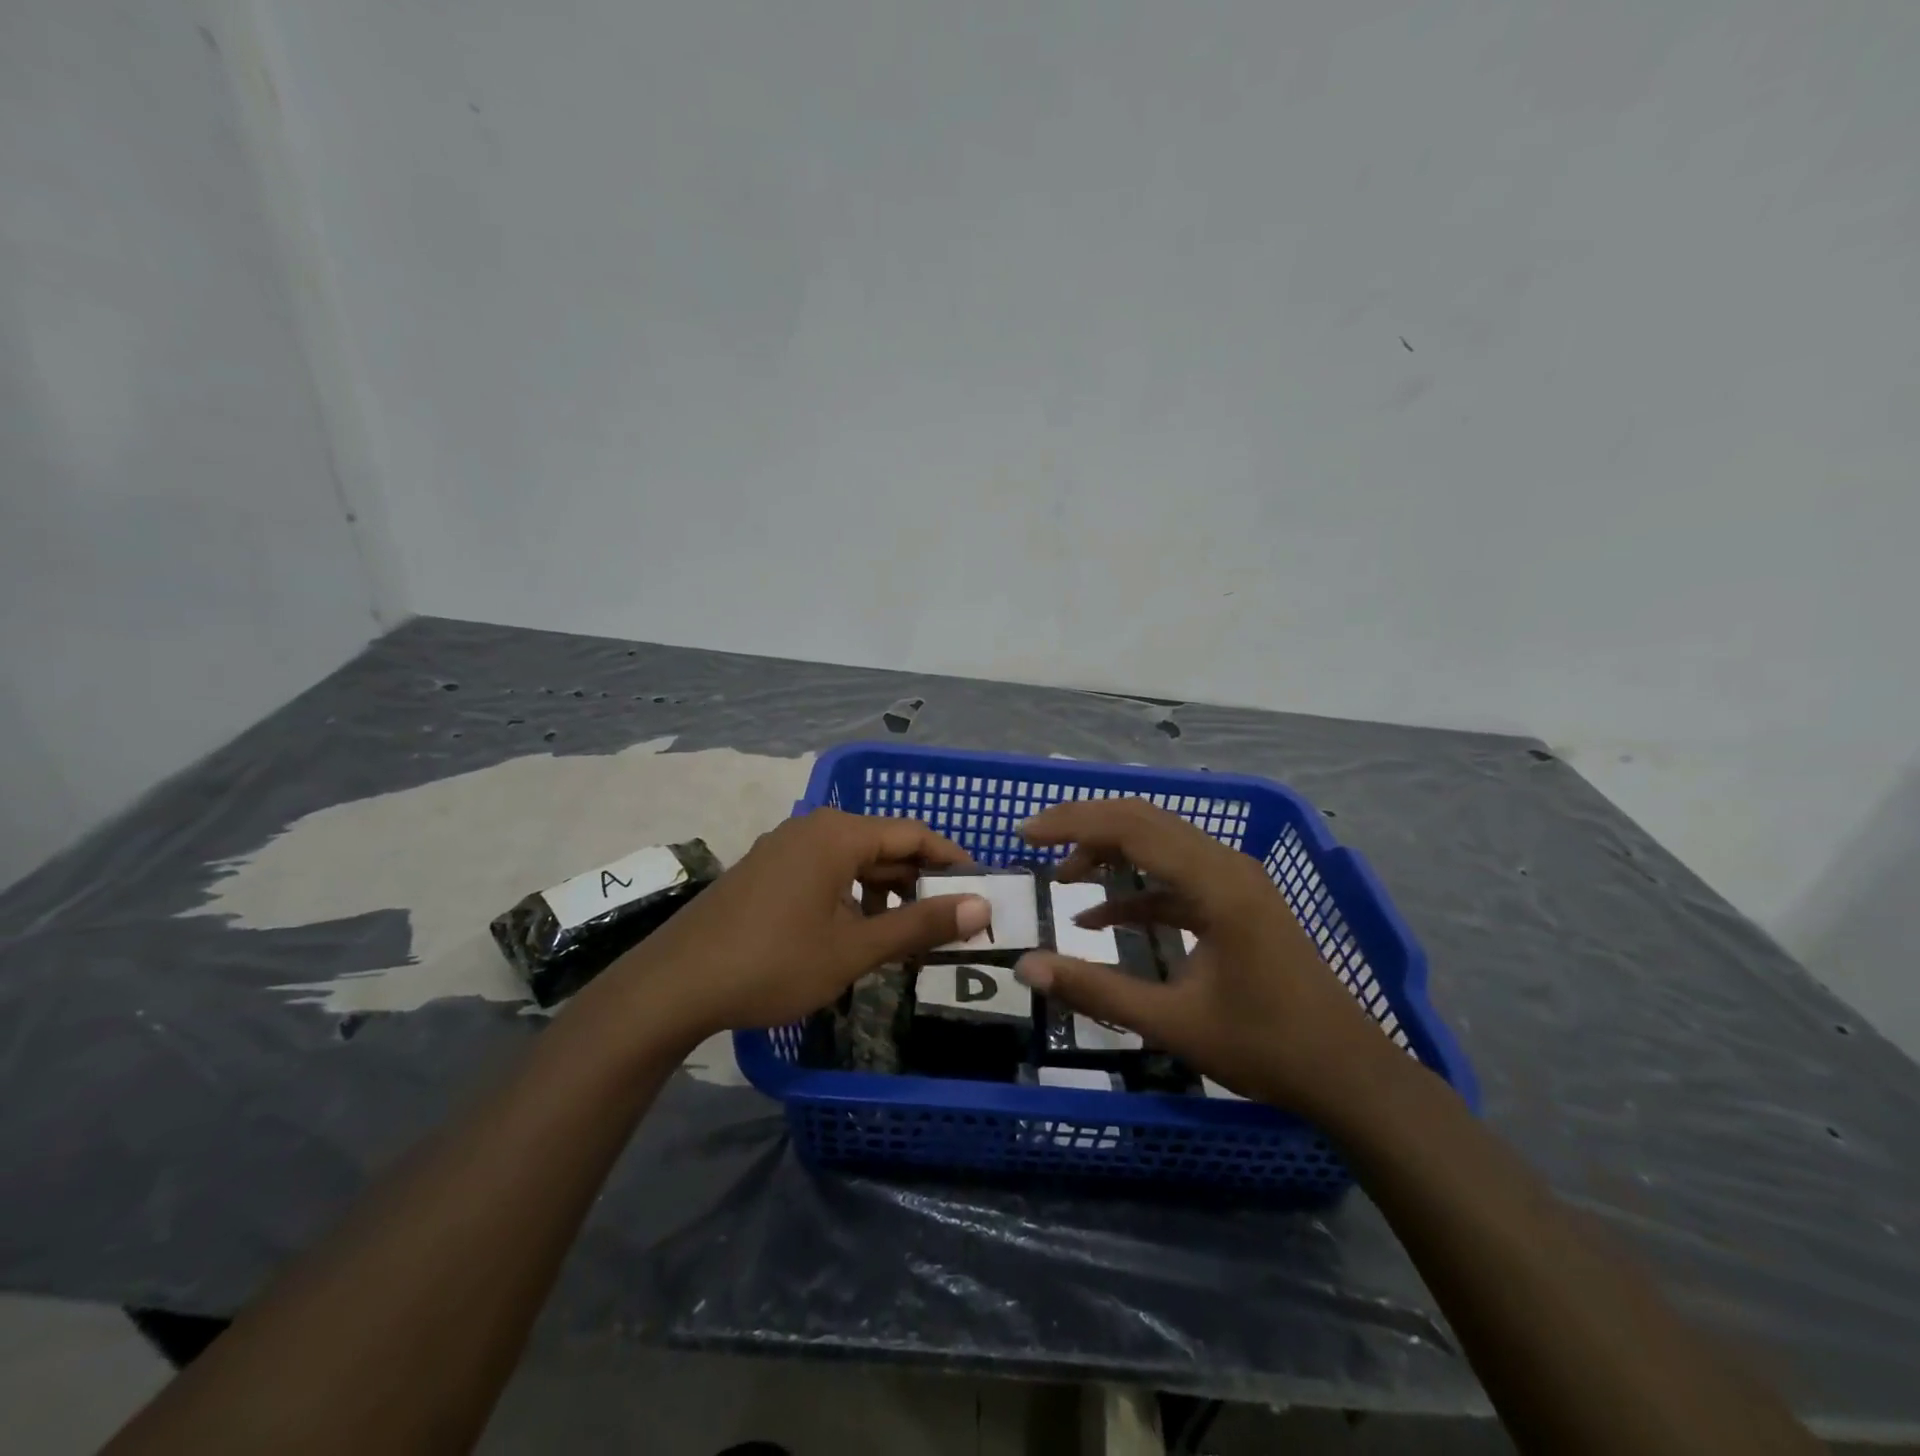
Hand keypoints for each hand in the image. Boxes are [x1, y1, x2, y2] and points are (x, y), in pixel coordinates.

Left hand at [611, 807, 987, 1041]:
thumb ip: (920, 924)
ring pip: (854, 861)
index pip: (914, 834)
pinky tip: (857, 934)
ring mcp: (785, 847)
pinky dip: (852, 896)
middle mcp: (813, 828)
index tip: (980, 892)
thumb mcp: (854, 948)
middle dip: (919, 882)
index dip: (952, 861)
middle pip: (884, 844)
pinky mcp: (767, 870)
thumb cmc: (773, 963)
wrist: (674, 985)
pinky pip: (826, 872)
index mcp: (838, 834)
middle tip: (949, 923)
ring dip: (885, 894)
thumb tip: (981, 907)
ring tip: (907, 936)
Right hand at [1014, 798, 1397, 1119]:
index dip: (1072, 823)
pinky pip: (1176, 877)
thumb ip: (1095, 990)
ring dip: (1109, 852)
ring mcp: (1236, 881)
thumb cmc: (1264, 1046)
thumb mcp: (1172, 1022)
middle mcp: (1226, 865)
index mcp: (1215, 883)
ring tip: (1062, 876)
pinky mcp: (1237, 901)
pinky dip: (1136, 889)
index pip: (1130, 828)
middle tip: (1035, 839)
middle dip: (1085, 825)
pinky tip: (1099, 917)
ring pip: (1160, 843)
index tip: (1025, 833)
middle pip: (1144, 821)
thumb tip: (1026, 967)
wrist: (1347, 1073)